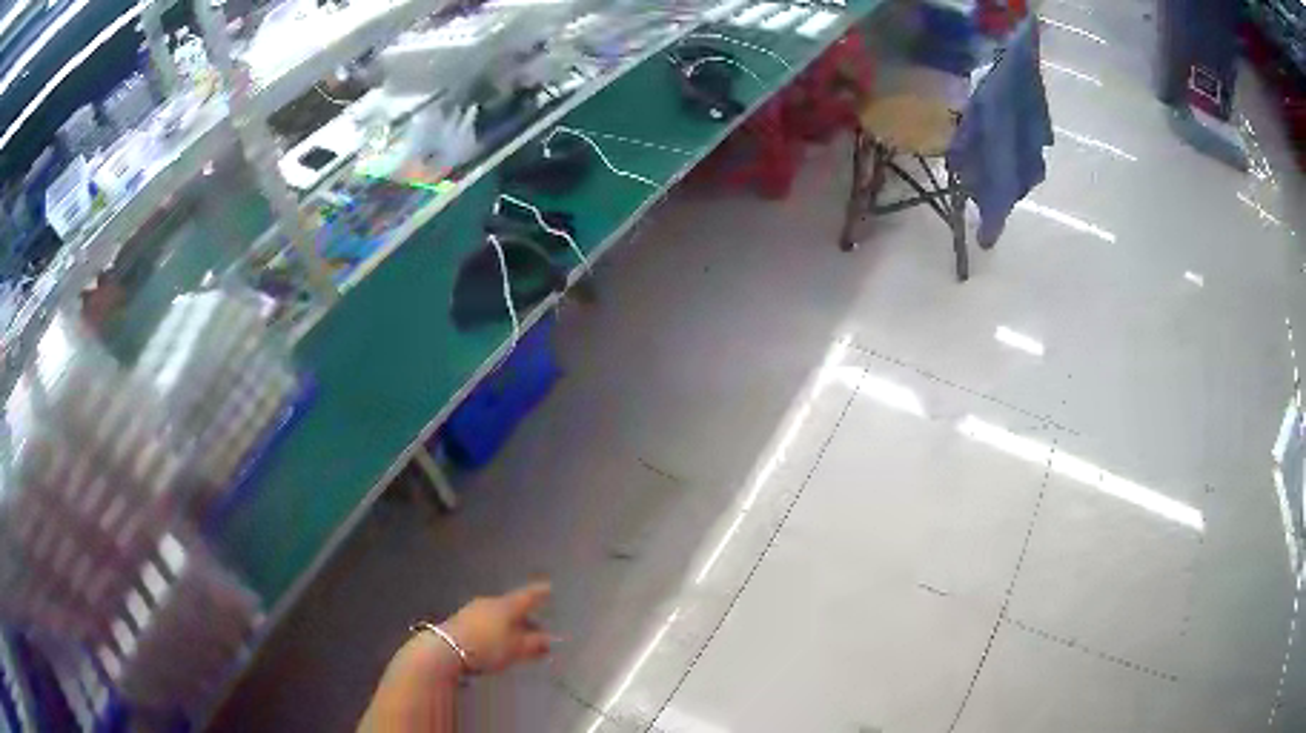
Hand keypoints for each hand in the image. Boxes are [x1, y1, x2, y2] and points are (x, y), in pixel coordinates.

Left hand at [441, 582, 552, 674]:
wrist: (445, 650)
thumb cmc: (487, 647)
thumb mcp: (517, 649)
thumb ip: (535, 644)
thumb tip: (550, 639)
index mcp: (507, 606)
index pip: (527, 596)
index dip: (539, 593)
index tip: (549, 588)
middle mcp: (490, 603)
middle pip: (512, 607)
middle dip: (526, 617)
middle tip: (538, 628)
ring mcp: (473, 611)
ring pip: (498, 616)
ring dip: (510, 626)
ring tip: (519, 639)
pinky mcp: (460, 622)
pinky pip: (486, 623)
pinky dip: (497, 630)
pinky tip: (498, 642)